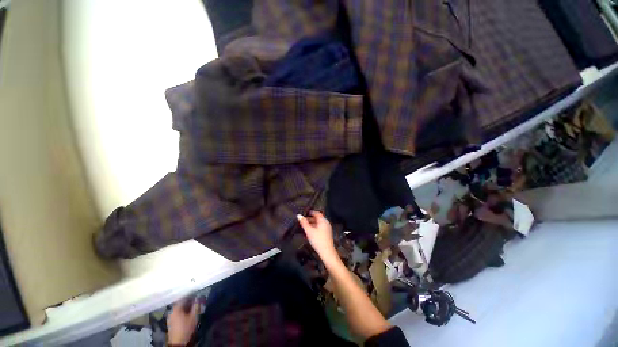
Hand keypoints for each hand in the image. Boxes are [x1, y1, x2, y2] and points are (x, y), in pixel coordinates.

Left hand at [167, 299, 199, 345]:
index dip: (191, 295)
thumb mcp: (193, 316)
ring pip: (179, 309)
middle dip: (189, 302)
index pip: (184, 298)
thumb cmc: (186, 328)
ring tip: (193, 308)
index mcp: (176, 308)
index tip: (197, 295)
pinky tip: (187, 314)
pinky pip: (177, 313)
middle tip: (196, 302)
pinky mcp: (170, 322)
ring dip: (186, 307)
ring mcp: (170, 317)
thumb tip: (199, 298)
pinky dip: (183, 312)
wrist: (177, 342)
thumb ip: (196, 306)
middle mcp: (172, 311)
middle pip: (181, 303)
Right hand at [297, 211, 337, 262]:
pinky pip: (320, 228)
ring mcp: (327, 229)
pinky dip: (315, 228)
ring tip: (305, 227)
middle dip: (310, 219)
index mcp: (323, 220)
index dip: (311, 212)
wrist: (327, 252)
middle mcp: (326, 223)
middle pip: (318, 218)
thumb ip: (304, 223)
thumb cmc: (318, 240)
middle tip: (303, 221)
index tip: (305, 213)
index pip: (317, 213)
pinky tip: (310, 232)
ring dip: (312, 224)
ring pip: (319, 224)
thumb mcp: (309, 231)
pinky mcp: (327, 234)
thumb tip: (299, 215)